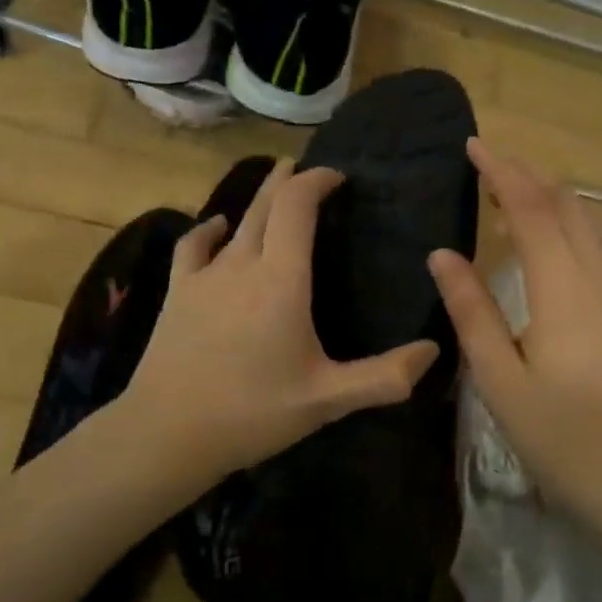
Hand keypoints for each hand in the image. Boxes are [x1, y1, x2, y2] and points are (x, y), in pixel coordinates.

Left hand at [124, 159, 439, 486]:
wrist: (167, 433)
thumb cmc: (253, 412)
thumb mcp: (328, 400)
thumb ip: (385, 377)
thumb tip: (434, 350)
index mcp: (281, 280)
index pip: (296, 206)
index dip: (316, 180)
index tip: (336, 176)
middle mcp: (242, 264)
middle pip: (265, 204)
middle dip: (288, 179)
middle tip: (307, 168)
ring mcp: (204, 276)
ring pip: (235, 221)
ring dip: (257, 200)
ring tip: (273, 186)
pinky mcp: (177, 293)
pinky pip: (193, 246)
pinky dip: (210, 230)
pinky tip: (217, 228)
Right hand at [428, 139, 601, 538]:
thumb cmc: (554, 432)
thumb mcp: (497, 375)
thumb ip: (471, 310)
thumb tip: (442, 253)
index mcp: (559, 289)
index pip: (531, 211)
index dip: (502, 173)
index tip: (473, 147)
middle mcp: (595, 279)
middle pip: (564, 207)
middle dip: (525, 176)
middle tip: (486, 164)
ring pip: (592, 225)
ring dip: (555, 198)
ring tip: (518, 193)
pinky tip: (587, 242)